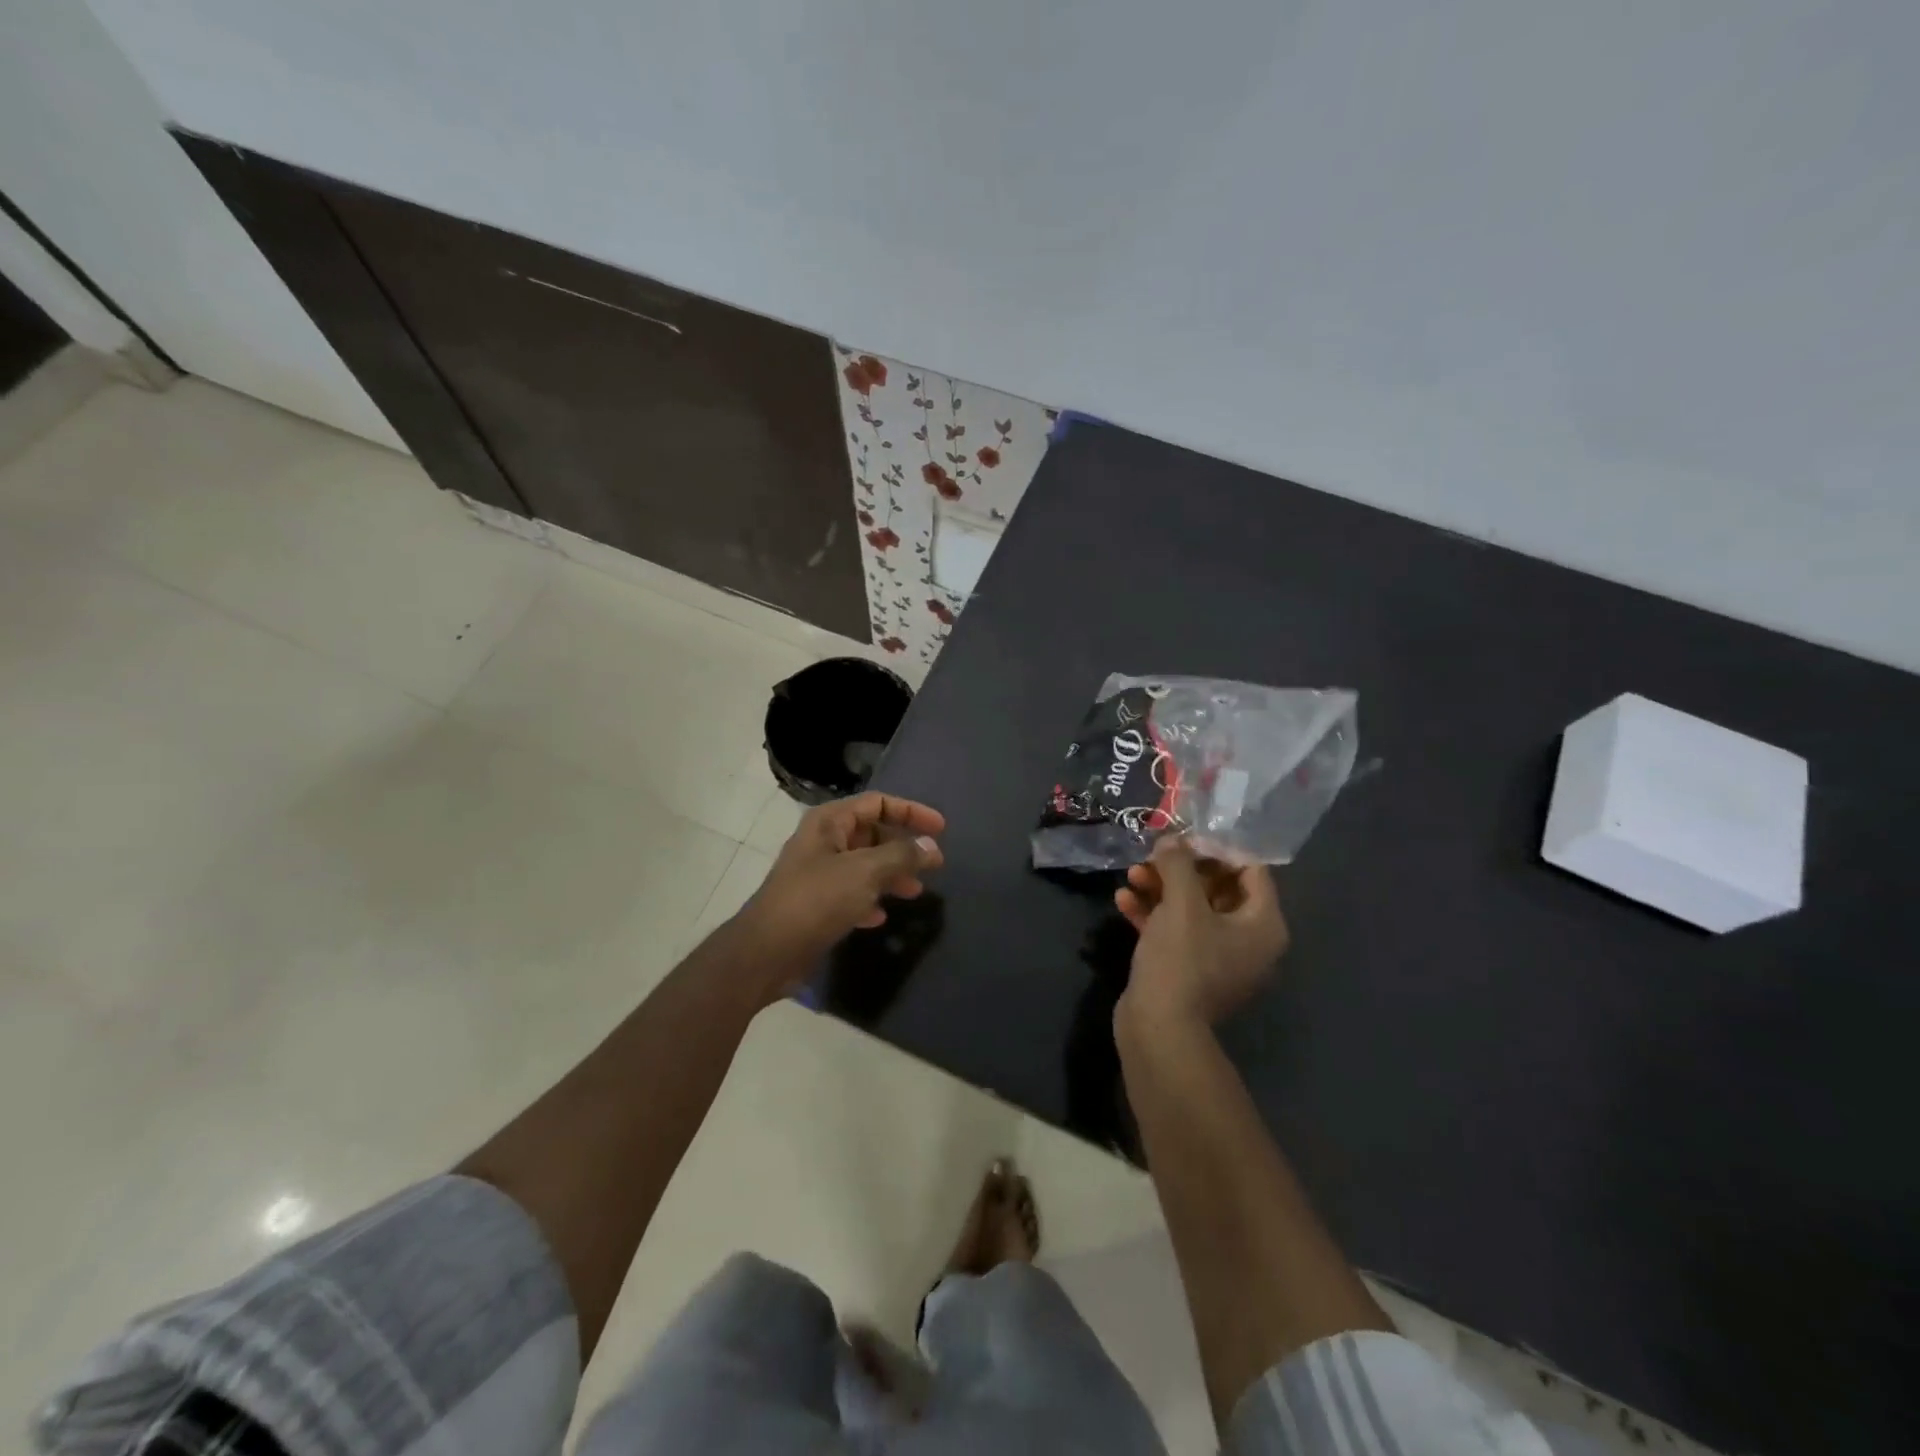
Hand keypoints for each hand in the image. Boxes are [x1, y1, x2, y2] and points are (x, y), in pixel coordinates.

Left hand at [732, 792, 945, 984]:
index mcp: (829, 822)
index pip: (877, 803)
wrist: (767, 952)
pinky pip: (851, 893)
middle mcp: (823, 841)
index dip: (911, 811)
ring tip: (914, 892)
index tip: (941, 829)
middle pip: (872, 833)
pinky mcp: (815, 904)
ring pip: (864, 865)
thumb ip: (902, 856)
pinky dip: (869, 900)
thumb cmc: (816, 900)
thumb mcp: (865, 872)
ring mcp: (817, 873)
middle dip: (903, 847)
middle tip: (933, 865)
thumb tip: (931, 846)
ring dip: (891, 875)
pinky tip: (880, 918)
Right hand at [1115, 836, 1288, 1033]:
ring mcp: (1217, 959)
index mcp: (1263, 925)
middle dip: (1181, 868)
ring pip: (1191, 909)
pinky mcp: (1188, 972)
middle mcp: (1248, 942)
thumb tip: (1172, 840)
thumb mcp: (1182, 903)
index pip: (1251, 870)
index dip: (1217, 849)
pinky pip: (1174, 932)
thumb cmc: (1182, 960)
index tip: (1183, 839)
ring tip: (1131, 874)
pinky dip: (1152, 914)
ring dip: (1161, 888)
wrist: (1159, 1029)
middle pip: (1217, 888)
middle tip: (1152, 855)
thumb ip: (1178, 863)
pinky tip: (1123, 900)